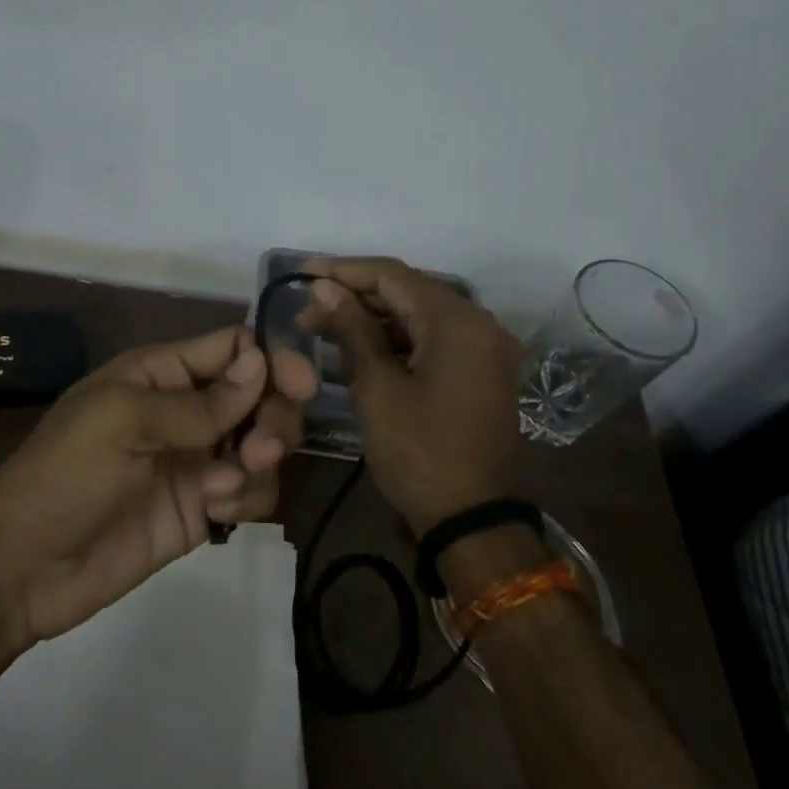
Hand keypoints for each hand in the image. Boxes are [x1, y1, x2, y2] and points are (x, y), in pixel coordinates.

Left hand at [0, 326, 315, 646]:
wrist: (25, 567)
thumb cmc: (65, 475)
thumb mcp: (122, 421)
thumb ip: (197, 401)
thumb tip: (261, 362)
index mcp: (160, 373)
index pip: (232, 347)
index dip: (271, 358)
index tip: (300, 385)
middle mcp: (185, 411)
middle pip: (260, 395)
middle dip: (274, 416)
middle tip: (265, 447)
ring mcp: (196, 461)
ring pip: (263, 444)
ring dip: (262, 460)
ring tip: (226, 486)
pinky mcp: (203, 510)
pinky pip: (251, 492)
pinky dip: (247, 498)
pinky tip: (216, 514)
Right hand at [298, 256, 526, 535]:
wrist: (469, 518)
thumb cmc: (417, 452)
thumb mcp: (376, 387)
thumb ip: (352, 329)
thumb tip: (324, 288)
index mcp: (457, 322)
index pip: (393, 276)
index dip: (343, 270)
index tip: (302, 272)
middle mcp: (480, 324)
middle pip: (409, 291)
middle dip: (356, 295)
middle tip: (308, 308)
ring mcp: (486, 349)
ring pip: (421, 315)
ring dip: (375, 318)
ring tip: (325, 326)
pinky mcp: (482, 371)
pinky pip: (435, 339)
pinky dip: (399, 339)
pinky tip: (361, 347)